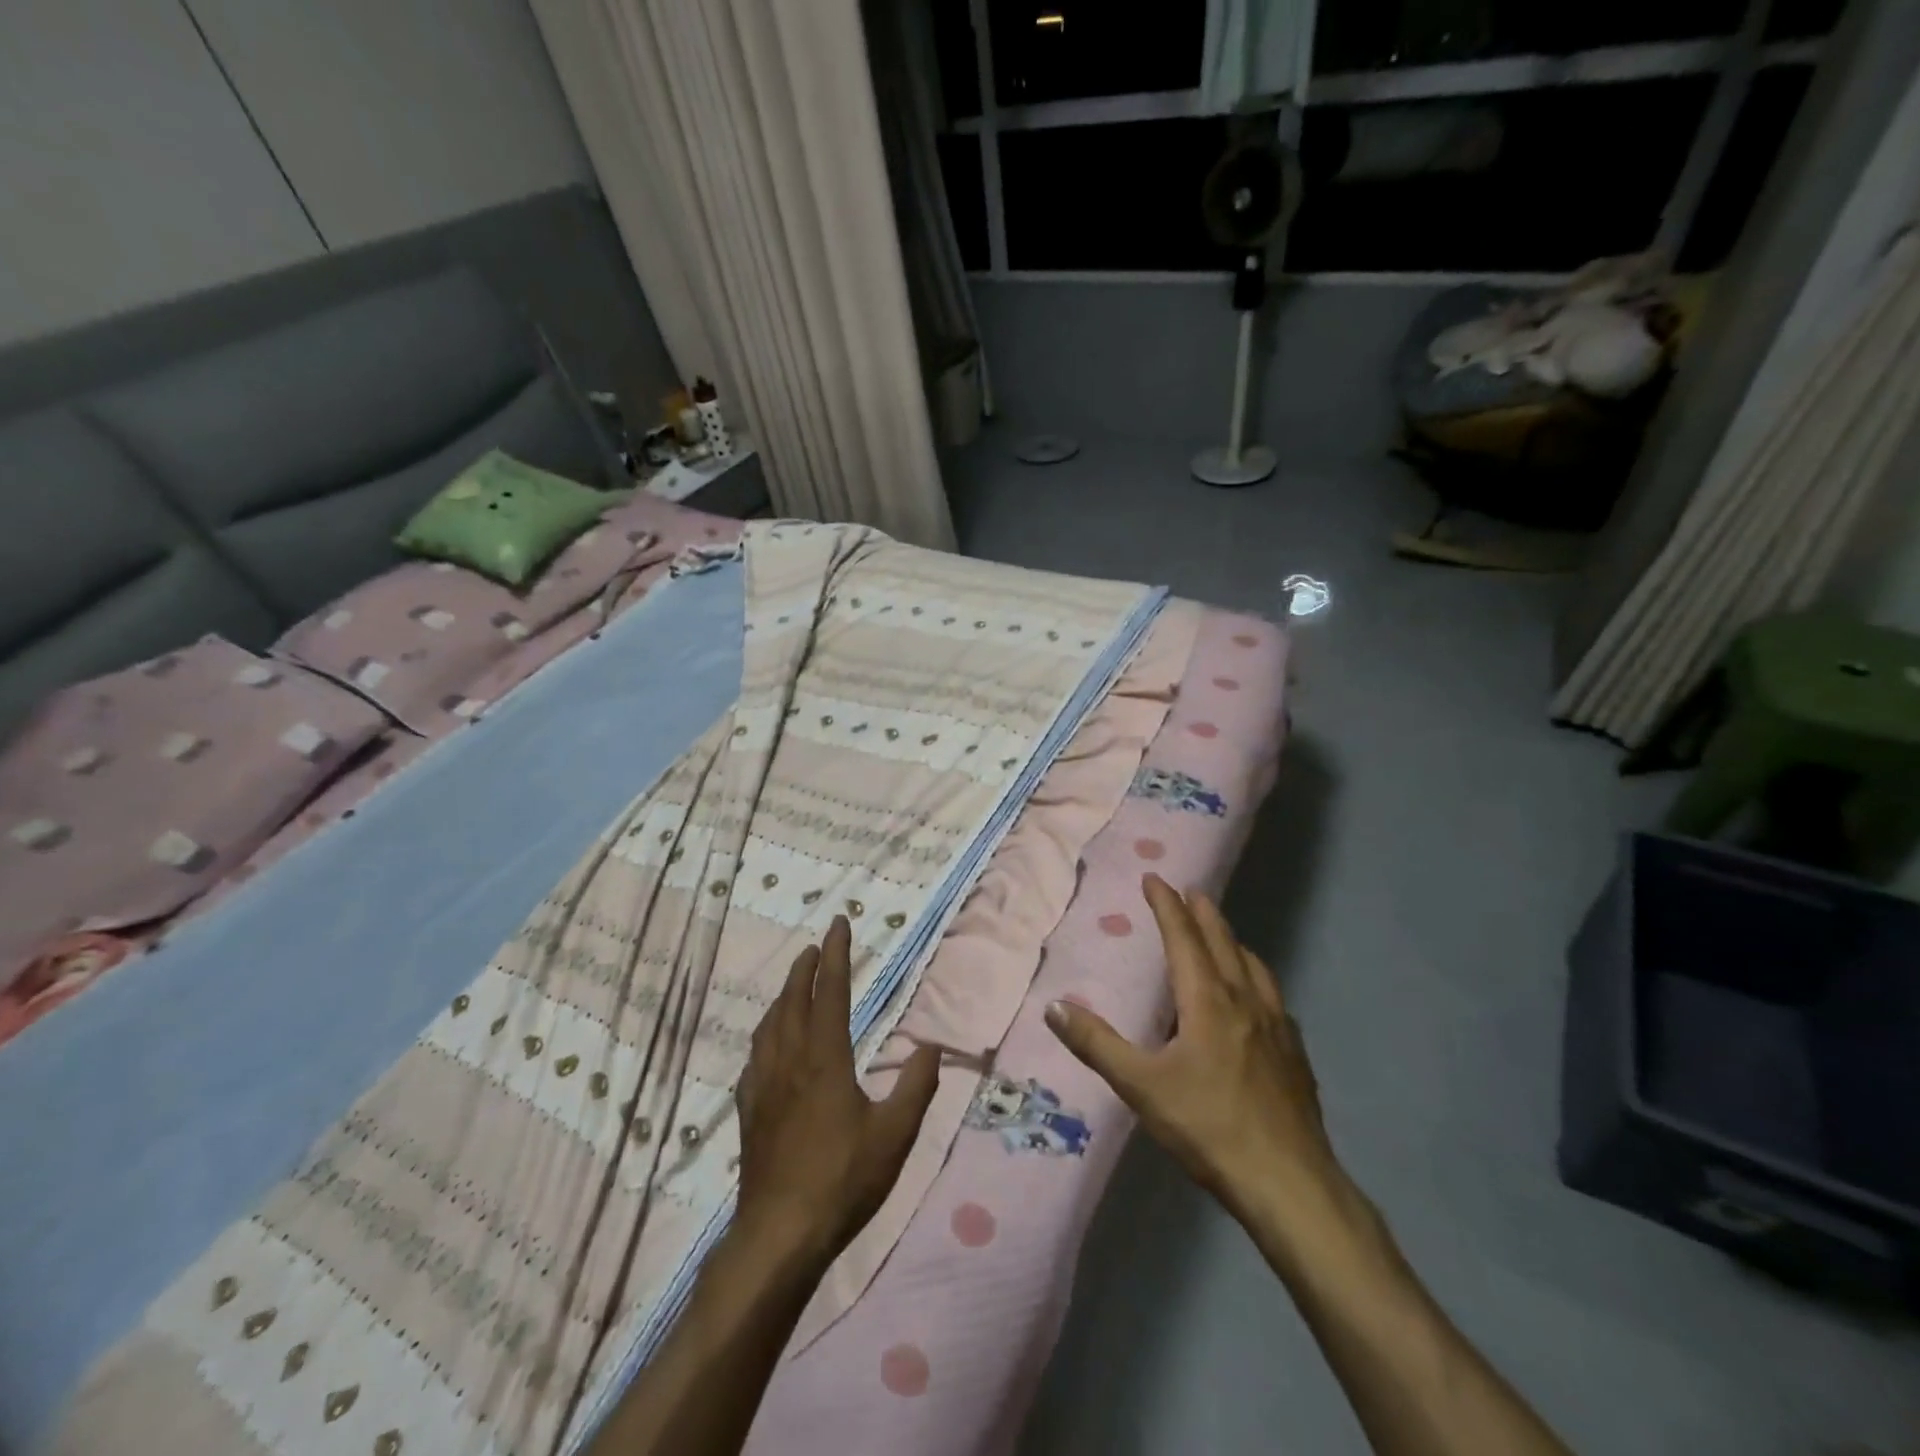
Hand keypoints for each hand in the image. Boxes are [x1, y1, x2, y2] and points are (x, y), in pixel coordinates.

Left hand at [733, 917, 940, 1266]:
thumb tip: (933, 1046)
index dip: (836, 955)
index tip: (839, 923)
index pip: (829, 991)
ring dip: (783, 996)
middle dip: (805, 968)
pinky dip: (765, 1035)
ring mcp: (764, 1085)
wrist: (780, 1234)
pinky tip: (768, 1045)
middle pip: (793, 1000)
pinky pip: (755, 1057)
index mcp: (825, 1058)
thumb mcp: (895, 1135)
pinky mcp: (750, 1111)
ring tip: (793, 984)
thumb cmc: (843, 1180)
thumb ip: (916, 1086)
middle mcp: (790, 1060)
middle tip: (816, 946)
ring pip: (770, 1025)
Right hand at [1045, 874, 1348, 1240]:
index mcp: (1208, 1001)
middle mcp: (1245, 1002)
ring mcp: (1277, 1028)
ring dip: (1234, 943)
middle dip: (1204, 913)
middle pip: (1223, 943)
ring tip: (1223, 936)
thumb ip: (1097, 1044)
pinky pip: (1273, 1000)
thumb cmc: (1209, 1127)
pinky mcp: (1295, 1055)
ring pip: (1254, 968)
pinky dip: (1257, 981)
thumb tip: (1055, 1006)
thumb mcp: (1141, 1086)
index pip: (1183, 938)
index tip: (1155, 879)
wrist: (1289, 1183)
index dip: (1167, 906)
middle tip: (1192, 891)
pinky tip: (1259, 1002)